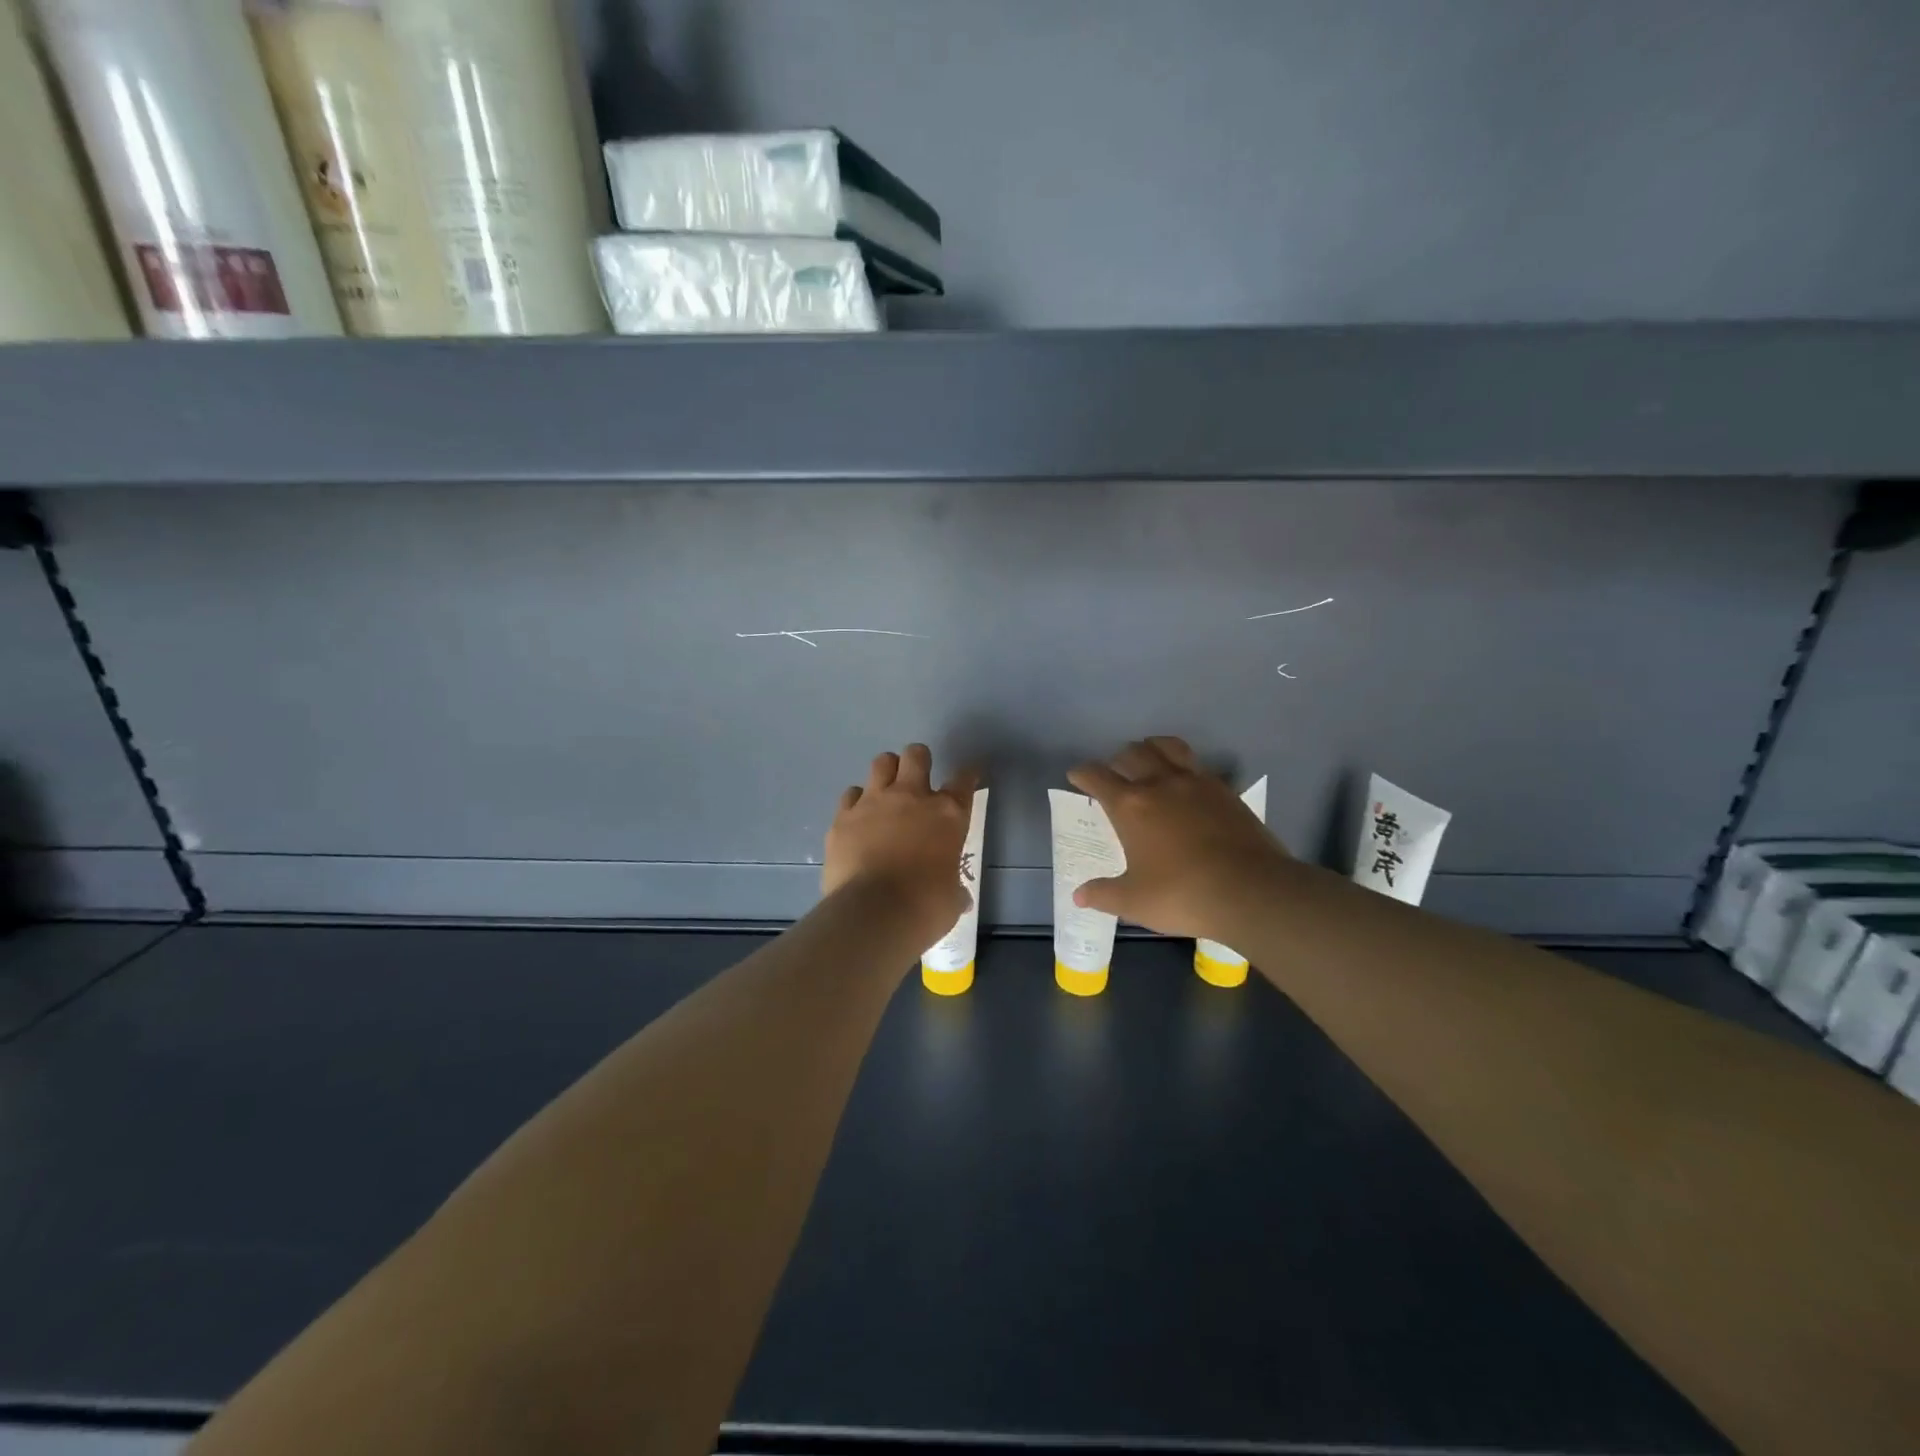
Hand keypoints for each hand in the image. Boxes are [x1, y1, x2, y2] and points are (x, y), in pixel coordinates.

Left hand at [823, 744, 978, 942]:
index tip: (967, 776)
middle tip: (918, 778)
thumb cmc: (924, 907)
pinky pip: (851, 795)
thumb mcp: (951, 899)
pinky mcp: (843, 817)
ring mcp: (873, 803)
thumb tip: (958, 898)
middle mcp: (911, 797)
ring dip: (887, 772)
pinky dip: (856, 802)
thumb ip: (954, 888)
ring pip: (881, 763)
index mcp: (947, 814)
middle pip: (916, 755)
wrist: (872, 914)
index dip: (967, 775)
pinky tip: (858, 817)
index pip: (963, 781)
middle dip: (919, 760)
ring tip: (887, 790)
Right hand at [1067, 736, 1291, 940]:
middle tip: (1113, 773)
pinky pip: (1198, 766)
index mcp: (1131, 806)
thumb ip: (1104, 894)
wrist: (1251, 891)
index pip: (1097, 776)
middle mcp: (1160, 784)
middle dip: (1117, 760)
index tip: (1076, 776)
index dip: (1082, 774)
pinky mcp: (1225, 790)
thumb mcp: (1135, 901)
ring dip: (1152, 748)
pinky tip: (1187, 784)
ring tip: (1149, 759)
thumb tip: (1079, 896)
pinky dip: (1185, 767)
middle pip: (1132, 754)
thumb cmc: (1182, 895)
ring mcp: (1196, 783)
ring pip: (1168, 747)